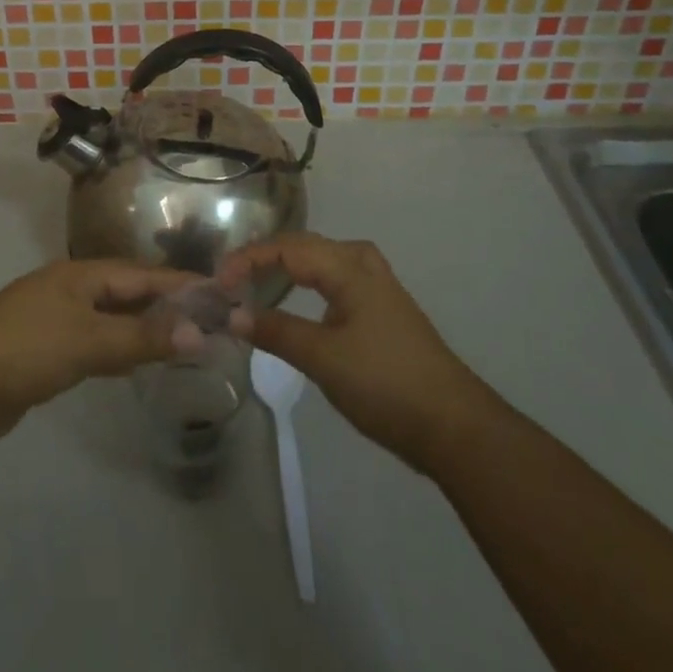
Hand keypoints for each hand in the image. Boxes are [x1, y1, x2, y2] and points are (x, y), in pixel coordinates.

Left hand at [0, 259, 195, 444]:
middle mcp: (71, 289)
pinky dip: (119, 348)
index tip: (219, 292)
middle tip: (207, 320)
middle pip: (128, 292)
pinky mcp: (45, 350)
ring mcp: (55, 318)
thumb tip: (199, 332)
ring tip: (181, 340)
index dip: (180, 284)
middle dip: (166, 306)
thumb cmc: (28, 349)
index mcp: (81, 275)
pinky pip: (95, 341)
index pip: (142, 275)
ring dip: (144, 327)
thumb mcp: (90, 340)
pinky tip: (133, 361)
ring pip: (111, 318)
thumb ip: (143, 337)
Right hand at [219, 233, 490, 472]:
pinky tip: (301, 297)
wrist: (454, 425)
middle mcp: (363, 264)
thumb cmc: (385, 383)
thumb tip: (232, 314)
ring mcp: (378, 286)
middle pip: (305, 246)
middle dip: (265, 256)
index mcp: (348, 267)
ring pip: (323, 260)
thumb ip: (276, 332)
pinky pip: (336, 277)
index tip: (218, 281)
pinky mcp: (384, 309)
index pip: (287, 248)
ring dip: (288, 265)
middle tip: (232, 277)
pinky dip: (309, 280)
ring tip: (259, 279)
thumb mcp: (323, 358)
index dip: (248, 258)